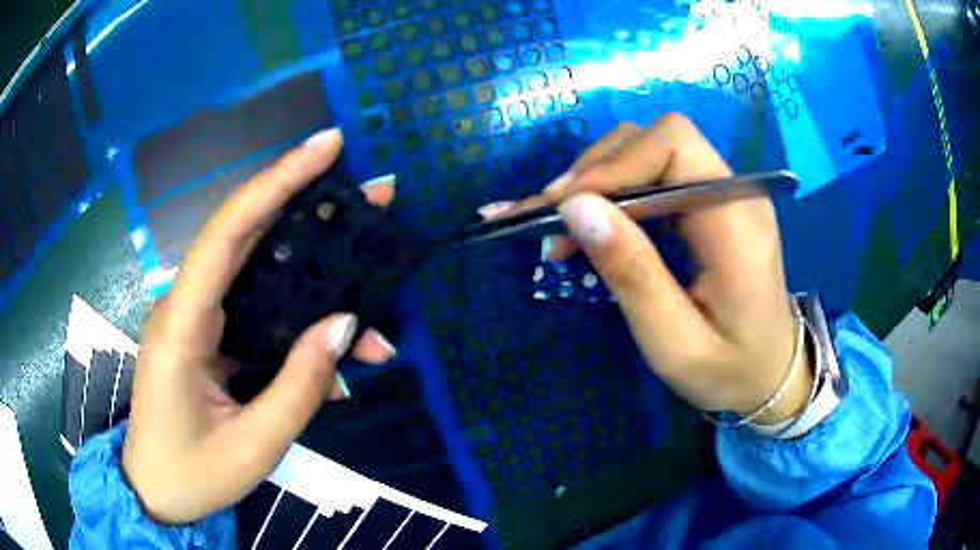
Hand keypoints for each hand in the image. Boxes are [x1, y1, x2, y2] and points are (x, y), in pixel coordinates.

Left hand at [123, 129, 397, 523]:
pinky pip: (260, 318)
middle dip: (311, 210)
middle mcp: (187, 308)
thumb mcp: (255, 445)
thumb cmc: (193, 475)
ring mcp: (198, 323)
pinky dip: (301, 330)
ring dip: (318, 280)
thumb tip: (346, 325)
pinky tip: (337, 359)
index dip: (277, 180)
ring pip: (262, 280)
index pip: (229, 231)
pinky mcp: (210, 341)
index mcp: (182, 325)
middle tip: (372, 200)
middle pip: (249, 238)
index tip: (327, 146)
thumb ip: (300, 385)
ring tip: (373, 287)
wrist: (156, 493)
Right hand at [489, 114, 811, 423]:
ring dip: (600, 179)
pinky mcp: (709, 204)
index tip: (564, 208)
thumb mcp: (675, 344)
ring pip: (650, 150)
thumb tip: (576, 208)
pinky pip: (655, 174)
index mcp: (737, 223)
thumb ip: (633, 275)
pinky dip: (615, 191)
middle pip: (658, 139)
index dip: (615, 163)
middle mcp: (735, 193)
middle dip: (598, 170)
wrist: (771, 373)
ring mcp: (723, 194)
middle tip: (553, 221)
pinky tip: (592, 222)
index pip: (675, 145)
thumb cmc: (729, 371)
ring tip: (563, 226)